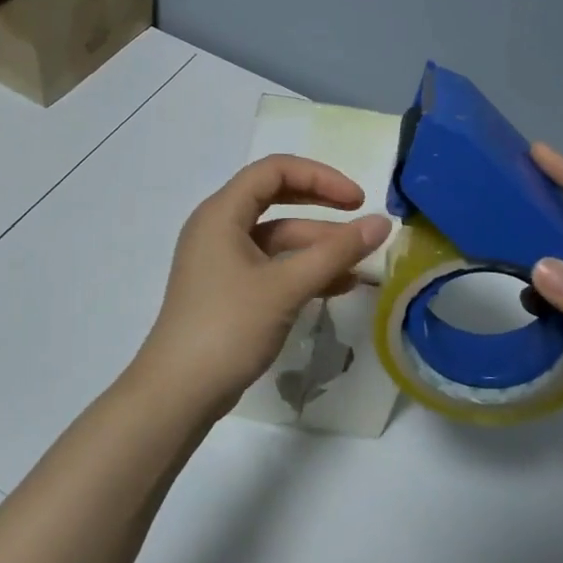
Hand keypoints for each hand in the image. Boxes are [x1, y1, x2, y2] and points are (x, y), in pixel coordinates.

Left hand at [128, 155, 391, 420]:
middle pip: (276, 199)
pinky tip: (339, 286)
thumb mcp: (286, 286)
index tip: (358, 200)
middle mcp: (219, 228)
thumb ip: (336, 252)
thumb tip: (383, 223)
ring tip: (361, 264)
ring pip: (278, 239)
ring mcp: (222, 261)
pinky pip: (272, 266)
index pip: (274, 170)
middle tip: (361, 219)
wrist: (179, 392)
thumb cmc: (228, 327)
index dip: (320, 177)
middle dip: (322, 207)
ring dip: (318, 247)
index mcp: (222, 213)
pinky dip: (303, 271)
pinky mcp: (229, 290)